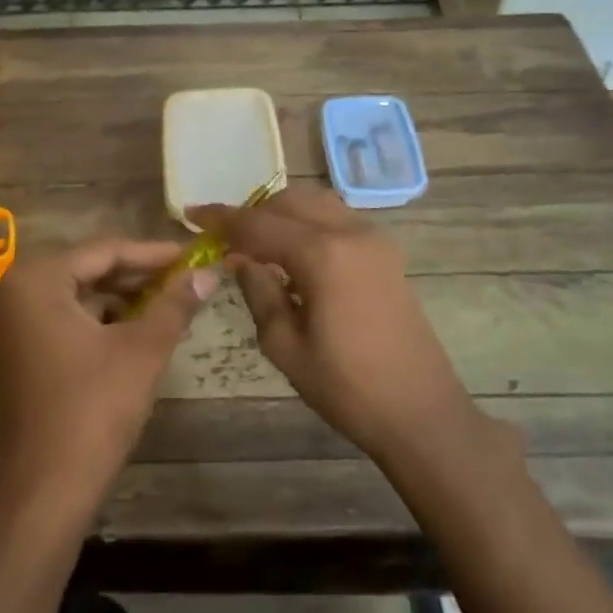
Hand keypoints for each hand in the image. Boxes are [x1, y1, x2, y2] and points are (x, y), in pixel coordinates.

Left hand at [0, 239, 214, 528]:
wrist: (45, 491)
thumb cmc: (93, 409)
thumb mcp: (142, 349)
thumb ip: (175, 304)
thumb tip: (207, 273)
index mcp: (36, 281)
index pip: (105, 250)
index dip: (153, 253)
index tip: (193, 255)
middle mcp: (16, 295)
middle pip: (89, 270)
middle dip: (139, 275)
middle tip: (186, 278)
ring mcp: (14, 327)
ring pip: (79, 297)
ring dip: (123, 299)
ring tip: (170, 304)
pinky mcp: (20, 355)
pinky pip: (67, 322)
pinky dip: (103, 323)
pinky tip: (139, 331)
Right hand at [192, 186, 481, 465]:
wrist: (419, 411)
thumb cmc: (346, 387)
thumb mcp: (285, 345)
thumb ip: (258, 291)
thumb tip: (241, 260)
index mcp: (322, 254)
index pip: (259, 223)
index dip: (222, 218)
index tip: (192, 215)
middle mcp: (351, 232)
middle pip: (291, 201)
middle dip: (254, 213)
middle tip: (226, 238)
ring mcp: (375, 239)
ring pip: (317, 204)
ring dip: (283, 215)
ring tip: (258, 244)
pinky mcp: (387, 254)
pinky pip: (338, 220)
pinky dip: (309, 225)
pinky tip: (294, 257)